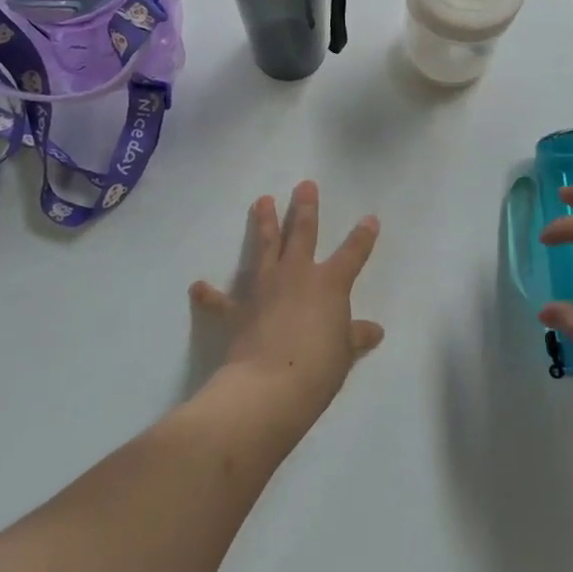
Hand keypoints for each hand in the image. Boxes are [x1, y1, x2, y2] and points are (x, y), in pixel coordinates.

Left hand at [190, 182, 383, 437]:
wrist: (269, 386)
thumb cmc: (317, 368)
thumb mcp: (344, 353)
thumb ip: (355, 337)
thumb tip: (374, 330)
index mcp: (330, 284)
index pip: (353, 254)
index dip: (363, 236)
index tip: (369, 219)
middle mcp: (297, 275)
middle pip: (303, 233)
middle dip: (305, 208)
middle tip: (304, 185)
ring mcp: (265, 289)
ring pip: (264, 247)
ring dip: (262, 223)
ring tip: (261, 200)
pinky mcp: (238, 310)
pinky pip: (221, 301)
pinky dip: (209, 294)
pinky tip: (197, 286)